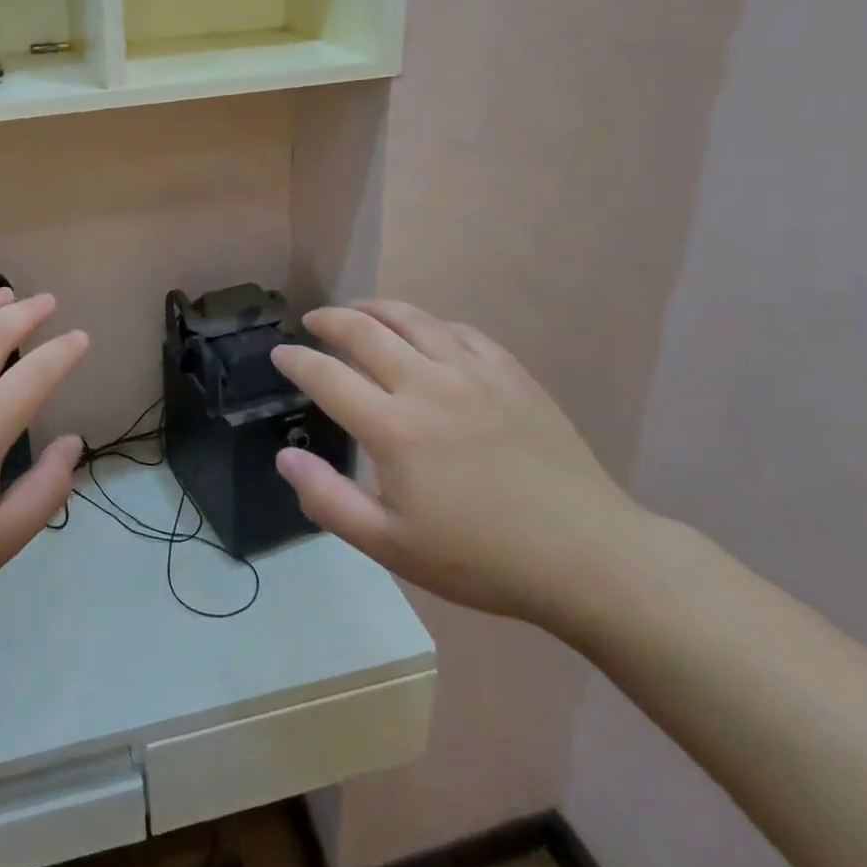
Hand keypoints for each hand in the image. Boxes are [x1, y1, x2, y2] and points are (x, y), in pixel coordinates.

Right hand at [271, 300, 648, 625]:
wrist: (586, 556)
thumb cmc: (480, 558)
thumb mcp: (391, 545)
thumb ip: (329, 500)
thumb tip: (286, 456)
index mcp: (393, 427)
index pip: (327, 376)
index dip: (296, 360)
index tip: (280, 353)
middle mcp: (427, 384)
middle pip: (365, 331)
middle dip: (330, 320)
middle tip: (313, 322)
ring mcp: (474, 373)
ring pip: (413, 319)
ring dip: (376, 309)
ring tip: (359, 311)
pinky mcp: (511, 374)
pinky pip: (461, 331)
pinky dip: (431, 325)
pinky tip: (427, 334)